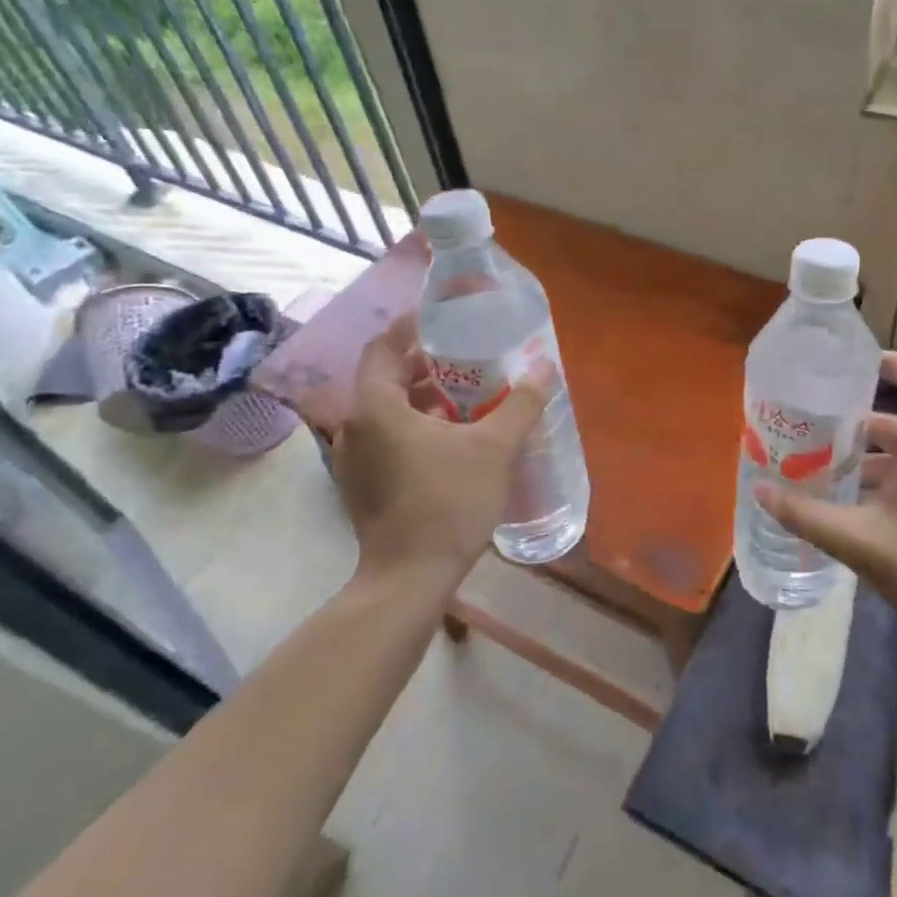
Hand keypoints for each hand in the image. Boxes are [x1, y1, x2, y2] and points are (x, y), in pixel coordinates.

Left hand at [326, 311, 552, 587]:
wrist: (410, 578)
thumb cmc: (448, 503)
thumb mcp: (494, 448)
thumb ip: (521, 404)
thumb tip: (545, 368)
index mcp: (377, 407)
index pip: (384, 347)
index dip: (410, 327)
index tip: (441, 319)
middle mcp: (354, 426)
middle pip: (386, 377)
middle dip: (425, 364)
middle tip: (466, 358)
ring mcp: (352, 458)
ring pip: (386, 410)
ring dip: (421, 397)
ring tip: (465, 396)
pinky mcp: (360, 484)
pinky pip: (385, 437)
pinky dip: (412, 425)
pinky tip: (450, 438)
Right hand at [754, 352, 896, 647]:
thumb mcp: (859, 541)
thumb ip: (807, 514)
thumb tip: (760, 491)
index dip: (891, 362)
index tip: (853, 364)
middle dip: (856, 426)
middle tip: (813, 431)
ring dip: (868, 459)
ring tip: (823, 471)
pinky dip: (887, 477)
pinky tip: (853, 503)